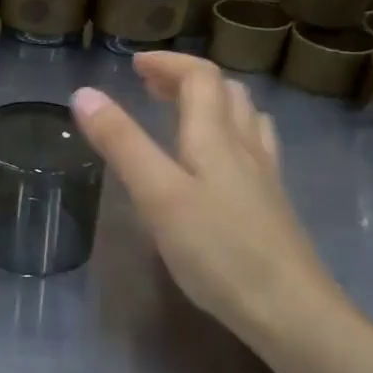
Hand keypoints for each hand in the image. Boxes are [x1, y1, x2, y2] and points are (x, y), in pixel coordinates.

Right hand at [71, 54, 344, 342]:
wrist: (289, 308)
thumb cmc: (217, 250)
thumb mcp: (157, 195)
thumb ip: (121, 144)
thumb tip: (84, 93)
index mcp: (215, 137)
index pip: (200, 77)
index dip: (168, 63)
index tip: (134, 64)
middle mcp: (246, 147)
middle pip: (226, 92)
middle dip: (187, 79)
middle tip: (152, 87)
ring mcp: (265, 176)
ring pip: (247, 119)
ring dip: (214, 103)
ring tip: (186, 114)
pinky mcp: (273, 205)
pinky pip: (256, 148)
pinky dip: (232, 135)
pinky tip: (223, 162)